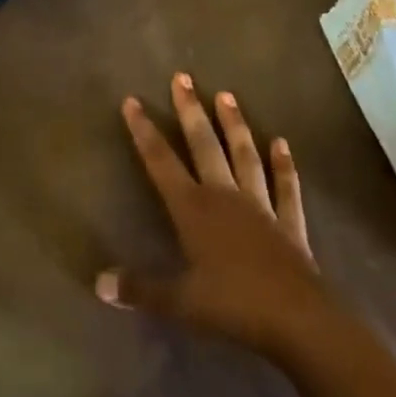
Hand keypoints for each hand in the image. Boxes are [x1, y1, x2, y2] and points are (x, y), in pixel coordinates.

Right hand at [98, 73, 333, 359]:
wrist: (296, 319)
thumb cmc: (233, 306)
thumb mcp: (179, 302)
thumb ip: (140, 288)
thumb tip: (99, 283)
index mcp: (194, 209)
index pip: (161, 162)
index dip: (144, 131)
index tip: (132, 101)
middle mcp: (224, 196)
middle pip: (204, 145)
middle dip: (190, 110)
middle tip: (182, 77)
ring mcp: (260, 205)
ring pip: (243, 155)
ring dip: (234, 125)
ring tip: (226, 94)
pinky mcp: (289, 222)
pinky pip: (286, 187)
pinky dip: (284, 165)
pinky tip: (282, 143)